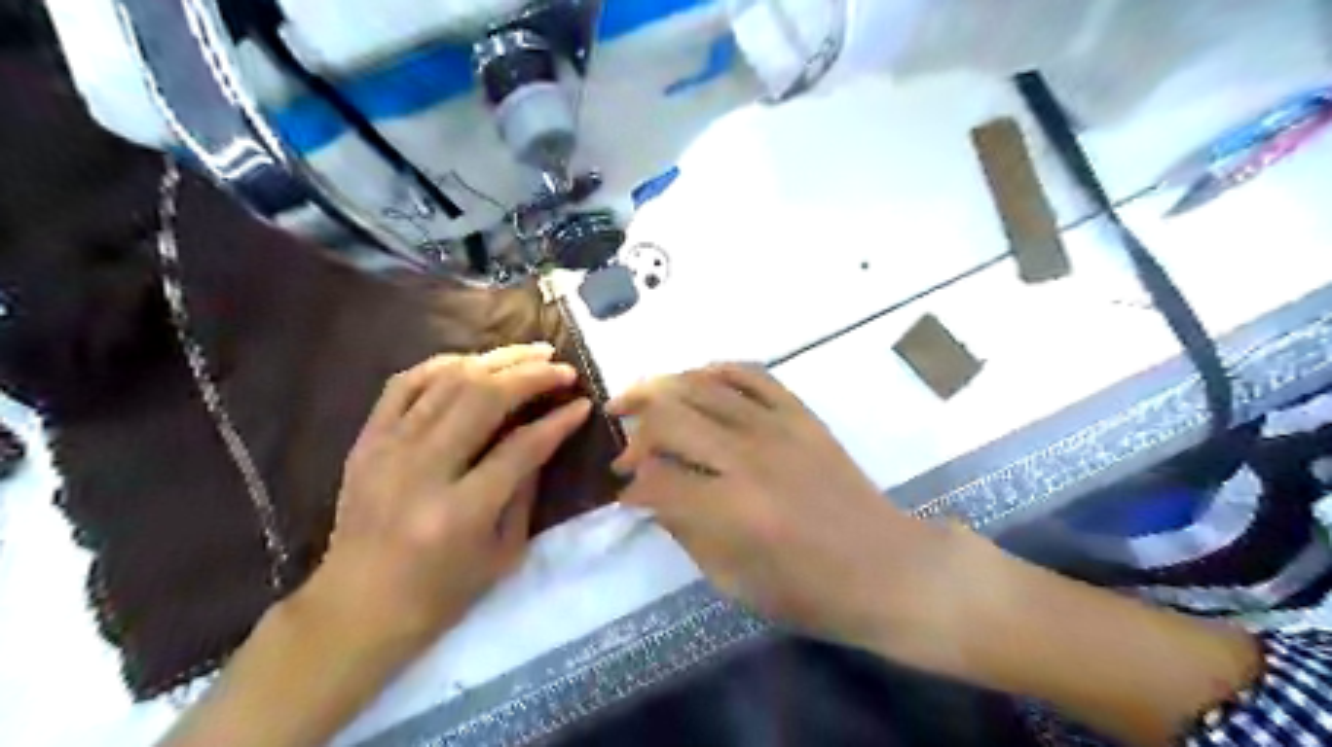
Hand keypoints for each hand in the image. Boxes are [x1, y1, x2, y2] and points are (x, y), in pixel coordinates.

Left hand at [304, 343, 594, 656]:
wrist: (357, 608)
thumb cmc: (440, 592)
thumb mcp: (502, 552)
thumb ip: (525, 488)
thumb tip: (545, 434)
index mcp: (460, 512)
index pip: (520, 448)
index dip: (557, 421)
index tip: (582, 404)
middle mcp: (421, 471)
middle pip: (483, 398)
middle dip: (531, 375)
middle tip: (562, 368)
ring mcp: (387, 450)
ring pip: (448, 381)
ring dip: (496, 360)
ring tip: (531, 353)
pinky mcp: (366, 441)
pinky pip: (404, 384)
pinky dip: (442, 364)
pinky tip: (474, 362)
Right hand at [604, 366, 958, 655]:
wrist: (887, 568)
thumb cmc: (811, 591)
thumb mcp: (734, 581)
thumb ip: (686, 532)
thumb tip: (653, 497)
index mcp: (732, 510)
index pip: (656, 480)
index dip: (630, 487)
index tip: (626, 494)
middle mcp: (749, 457)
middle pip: (670, 418)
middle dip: (634, 428)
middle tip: (622, 445)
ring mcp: (778, 427)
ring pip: (703, 386)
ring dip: (661, 389)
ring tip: (638, 400)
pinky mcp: (801, 415)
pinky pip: (751, 374)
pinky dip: (716, 370)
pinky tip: (695, 379)